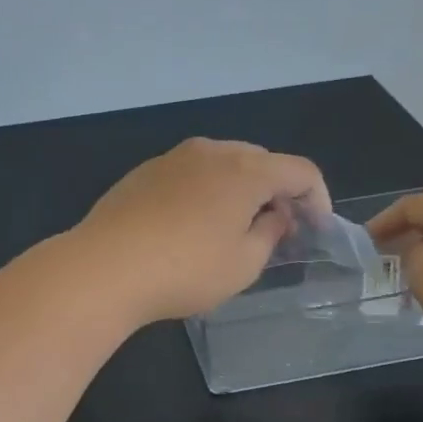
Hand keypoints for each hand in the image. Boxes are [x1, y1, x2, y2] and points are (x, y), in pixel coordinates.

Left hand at [70, 138, 330, 324]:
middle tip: (277, 229)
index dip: (317, 199)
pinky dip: (205, 192)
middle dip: (278, 192)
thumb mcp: (243, 264)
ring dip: (240, 190)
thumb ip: (270, 234)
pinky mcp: (144, 173)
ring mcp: (173, 158)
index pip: (300, 171)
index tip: (315, 229)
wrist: (105, 267)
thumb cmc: (185, 270)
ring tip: (234, 227)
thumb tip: (276, 215)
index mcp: (246, 170)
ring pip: (223, 164)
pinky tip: (191, 226)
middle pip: (261, 161)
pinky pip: (190, 174)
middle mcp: (211, 152)